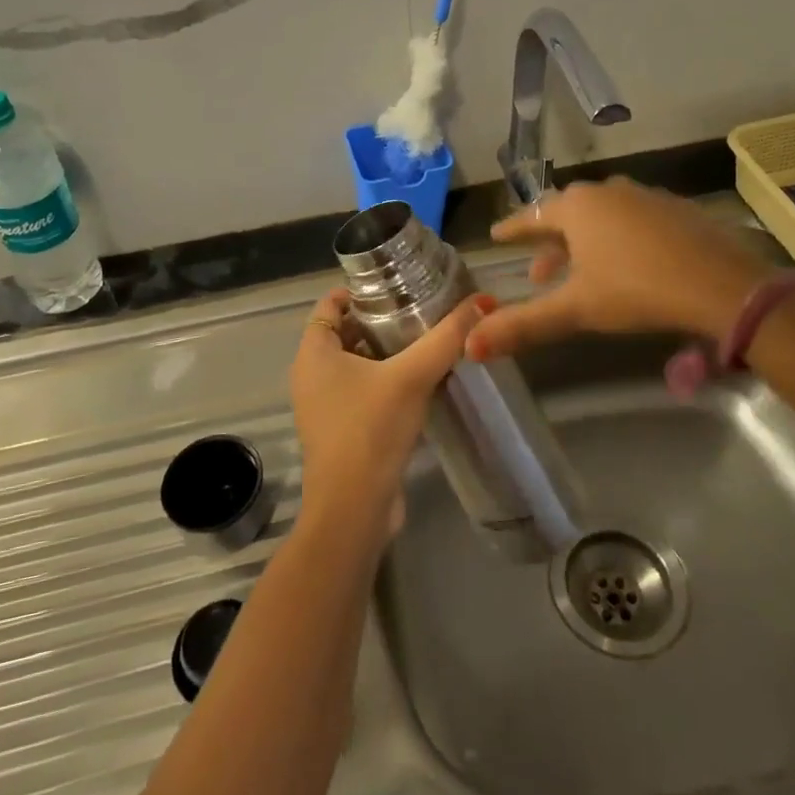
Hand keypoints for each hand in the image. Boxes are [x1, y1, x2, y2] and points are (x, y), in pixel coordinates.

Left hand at [289, 288, 490, 537]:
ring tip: (427, 339)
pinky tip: (422, 380)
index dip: (360, 290)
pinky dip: (386, 381)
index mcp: (313, 353)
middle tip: (421, 308)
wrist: (354, 510)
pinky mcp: (342, 431)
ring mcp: (324, 406)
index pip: (330, 304)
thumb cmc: (370, 429)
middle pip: (345, 332)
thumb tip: (482, 301)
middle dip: (380, 320)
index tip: (397, 284)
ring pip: (356, 364)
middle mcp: (311, 375)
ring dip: (386, 353)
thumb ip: (446, 337)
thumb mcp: (411, 376)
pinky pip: (362, 392)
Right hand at [464, 178, 765, 359]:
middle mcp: (608, 191)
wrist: (722, 285)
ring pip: (602, 215)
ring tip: (580, 271)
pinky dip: (618, 237)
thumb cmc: (637, 290)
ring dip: (584, 241)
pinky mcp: (676, 209)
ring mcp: (645, 196)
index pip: (532, 215)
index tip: (497, 235)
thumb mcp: (576, 310)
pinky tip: (627, 262)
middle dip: (550, 241)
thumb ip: (523, 324)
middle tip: (539, 270)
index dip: (513, 229)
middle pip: (567, 213)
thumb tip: (470, 345)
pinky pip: (632, 218)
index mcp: (577, 207)